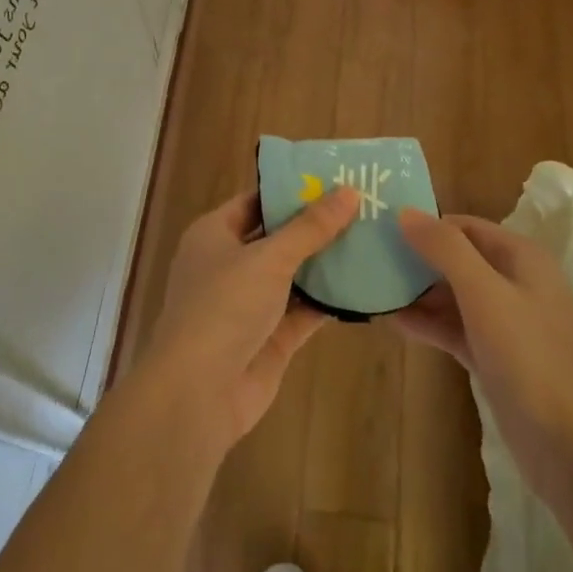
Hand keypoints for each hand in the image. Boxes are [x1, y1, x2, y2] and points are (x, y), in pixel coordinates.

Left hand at [141, 186, 359, 454]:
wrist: (198, 392)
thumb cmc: (223, 307)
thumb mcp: (269, 258)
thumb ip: (310, 228)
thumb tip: (349, 192)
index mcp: (214, 235)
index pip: (256, 201)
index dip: (292, 190)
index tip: (335, 179)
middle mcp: (230, 265)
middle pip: (278, 237)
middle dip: (317, 226)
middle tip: (365, 207)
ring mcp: (250, 304)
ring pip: (294, 275)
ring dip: (327, 263)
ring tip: (373, 239)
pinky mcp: (270, 337)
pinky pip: (304, 310)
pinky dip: (329, 300)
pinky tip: (365, 285)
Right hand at [394, 210, 572, 500]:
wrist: (568, 444)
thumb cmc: (529, 356)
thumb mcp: (484, 293)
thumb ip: (445, 250)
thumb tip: (406, 213)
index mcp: (522, 257)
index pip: (465, 226)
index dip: (426, 224)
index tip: (382, 228)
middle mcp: (515, 282)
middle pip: (458, 259)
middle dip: (418, 258)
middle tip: (370, 258)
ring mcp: (505, 322)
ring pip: (454, 295)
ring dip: (418, 293)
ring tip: (373, 288)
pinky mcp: (494, 356)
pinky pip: (455, 328)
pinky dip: (428, 323)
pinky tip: (393, 321)